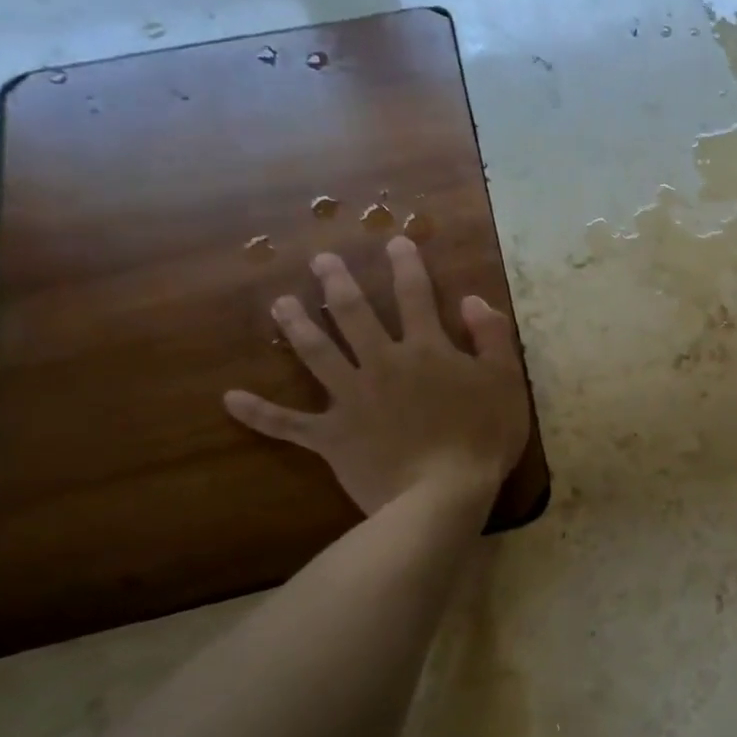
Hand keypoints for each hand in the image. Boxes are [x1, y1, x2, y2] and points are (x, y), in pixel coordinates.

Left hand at [224, 237, 529, 515]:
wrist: (443, 494)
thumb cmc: (483, 437)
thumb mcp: (506, 382)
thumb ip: (492, 337)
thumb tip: (473, 301)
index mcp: (426, 349)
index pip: (415, 296)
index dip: (407, 266)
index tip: (396, 241)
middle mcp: (382, 363)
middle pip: (355, 315)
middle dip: (339, 284)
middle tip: (320, 261)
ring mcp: (351, 399)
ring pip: (317, 354)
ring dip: (297, 326)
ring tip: (280, 303)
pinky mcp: (332, 436)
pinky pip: (288, 423)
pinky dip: (259, 413)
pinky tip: (230, 399)